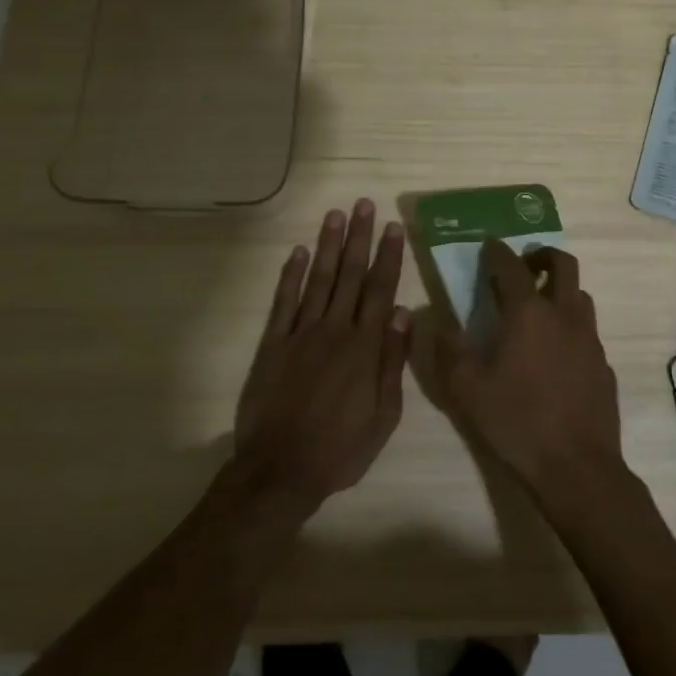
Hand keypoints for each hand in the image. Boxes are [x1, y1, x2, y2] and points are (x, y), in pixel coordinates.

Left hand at [233, 200, 411, 515]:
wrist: (280, 471)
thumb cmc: (341, 449)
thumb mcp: (384, 416)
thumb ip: (393, 362)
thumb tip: (403, 314)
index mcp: (365, 347)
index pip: (380, 290)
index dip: (387, 256)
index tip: (392, 227)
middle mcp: (334, 330)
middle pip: (350, 275)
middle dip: (359, 238)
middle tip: (364, 204)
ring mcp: (300, 334)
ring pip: (318, 279)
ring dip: (328, 245)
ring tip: (335, 214)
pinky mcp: (272, 344)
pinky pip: (283, 302)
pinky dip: (291, 275)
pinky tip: (299, 252)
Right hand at [430, 239, 623, 502]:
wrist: (578, 468)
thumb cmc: (517, 424)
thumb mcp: (467, 390)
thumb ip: (449, 349)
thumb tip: (437, 318)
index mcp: (528, 313)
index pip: (511, 265)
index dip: (496, 251)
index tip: (486, 246)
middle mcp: (564, 314)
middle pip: (562, 263)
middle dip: (541, 256)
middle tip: (523, 267)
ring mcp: (589, 338)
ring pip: (580, 294)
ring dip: (559, 289)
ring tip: (538, 308)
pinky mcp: (603, 363)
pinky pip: (587, 330)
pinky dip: (570, 325)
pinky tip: (556, 354)